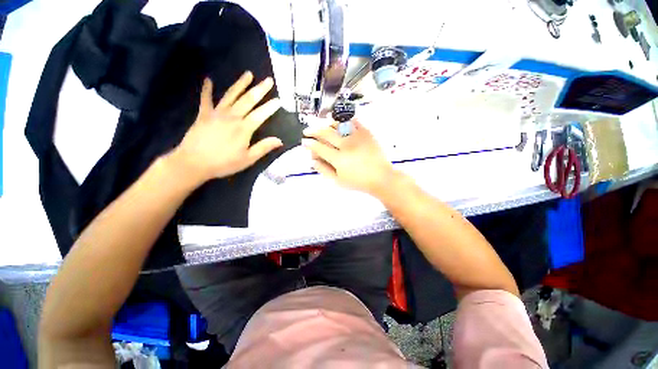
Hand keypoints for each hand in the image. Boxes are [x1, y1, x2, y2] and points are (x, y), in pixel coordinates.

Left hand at [170, 71, 282, 184]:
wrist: (193, 163)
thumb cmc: (224, 163)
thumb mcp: (248, 159)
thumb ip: (263, 148)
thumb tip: (279, 140)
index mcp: (244, 129)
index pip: (261, 114)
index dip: (271, 107)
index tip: (279, 100)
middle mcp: (232, 117)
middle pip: (248, 100)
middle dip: (260, 90)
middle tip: (268, 80)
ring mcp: (216, 113)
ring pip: (231, 95)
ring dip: (241, 84)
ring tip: (248, 74)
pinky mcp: (203, 114)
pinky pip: (206, 99)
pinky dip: (207, 89)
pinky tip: (209, 80)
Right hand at [303, 120, 394, 195]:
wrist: (381, 177)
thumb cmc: (358, 182)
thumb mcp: (339, 181)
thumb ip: (324, 170)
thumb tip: (312, 161)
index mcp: (338, 159)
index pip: (319, 147)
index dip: (309, 144)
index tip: (304, 142)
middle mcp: (345, 145)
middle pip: (325, 133)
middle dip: (313, 131)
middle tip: (307, 131)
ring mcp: (357, 137)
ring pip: (337, 124)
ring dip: (326, 123)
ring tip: (322, 125)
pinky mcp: (366, 133)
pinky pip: (354, 121)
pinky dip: (345, 120)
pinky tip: (340, 121)